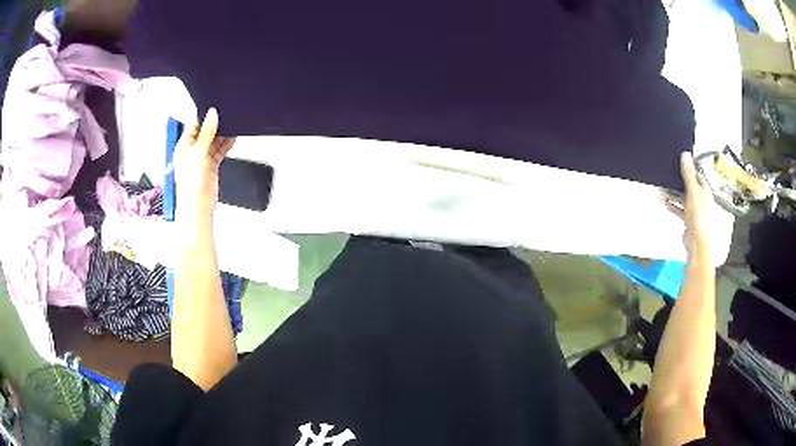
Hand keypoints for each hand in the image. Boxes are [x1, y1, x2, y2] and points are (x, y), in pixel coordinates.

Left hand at [174, 108, 234, 217]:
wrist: (198, 206)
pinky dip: (226, 145)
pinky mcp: (211, 166)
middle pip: (205, 133)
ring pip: (213, 141)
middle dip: (215, 126)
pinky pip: (219, 151)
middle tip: (226, 117)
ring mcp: (202, 159)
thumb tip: (211, 115)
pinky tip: (232, 139)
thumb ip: (206, 133)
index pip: (194, 126)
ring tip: (232, 126)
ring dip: (222, 135)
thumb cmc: (190, 185)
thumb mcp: (198, 152)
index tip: (216, 110)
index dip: (204, 117)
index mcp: (183, 146)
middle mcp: (192, 151)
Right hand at [666, 152, 711, 257]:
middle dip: (680, 181)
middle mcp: (702, 199)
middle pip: (691, 186)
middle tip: (669, 174)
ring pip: (685, 197)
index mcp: (705, 190)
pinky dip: (674, 205)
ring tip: (664, 188)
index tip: (679, 161)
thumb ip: (688, 174)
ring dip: (675, 193)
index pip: (697, 174)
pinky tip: (666, 202)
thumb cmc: (699, 217)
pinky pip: (681, 209)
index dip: (689, 167)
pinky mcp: (689, 221)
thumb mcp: (693, 192)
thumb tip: (685, 155)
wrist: (698, 244)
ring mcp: (696, 211)